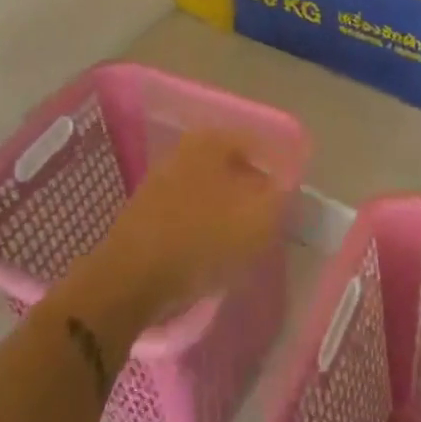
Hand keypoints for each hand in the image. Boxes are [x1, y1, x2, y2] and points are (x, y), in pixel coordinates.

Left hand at [95, 129, 285, 325]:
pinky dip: (204, 228)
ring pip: (210, 190)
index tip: (292, 200)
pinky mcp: (146, 213)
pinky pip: (188, 213)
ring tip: (245, 241)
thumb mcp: (259, 220)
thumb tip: (287, 185)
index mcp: (212, 140)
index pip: (260, 145)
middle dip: (254, 191)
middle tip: (271, 220)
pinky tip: (212, 253)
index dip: (279, 171)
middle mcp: (184, 150)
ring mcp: (161, 180)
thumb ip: (282, 197)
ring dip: (229, 211)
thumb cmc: (201, 240)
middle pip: (233, 166)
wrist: (129, 280)